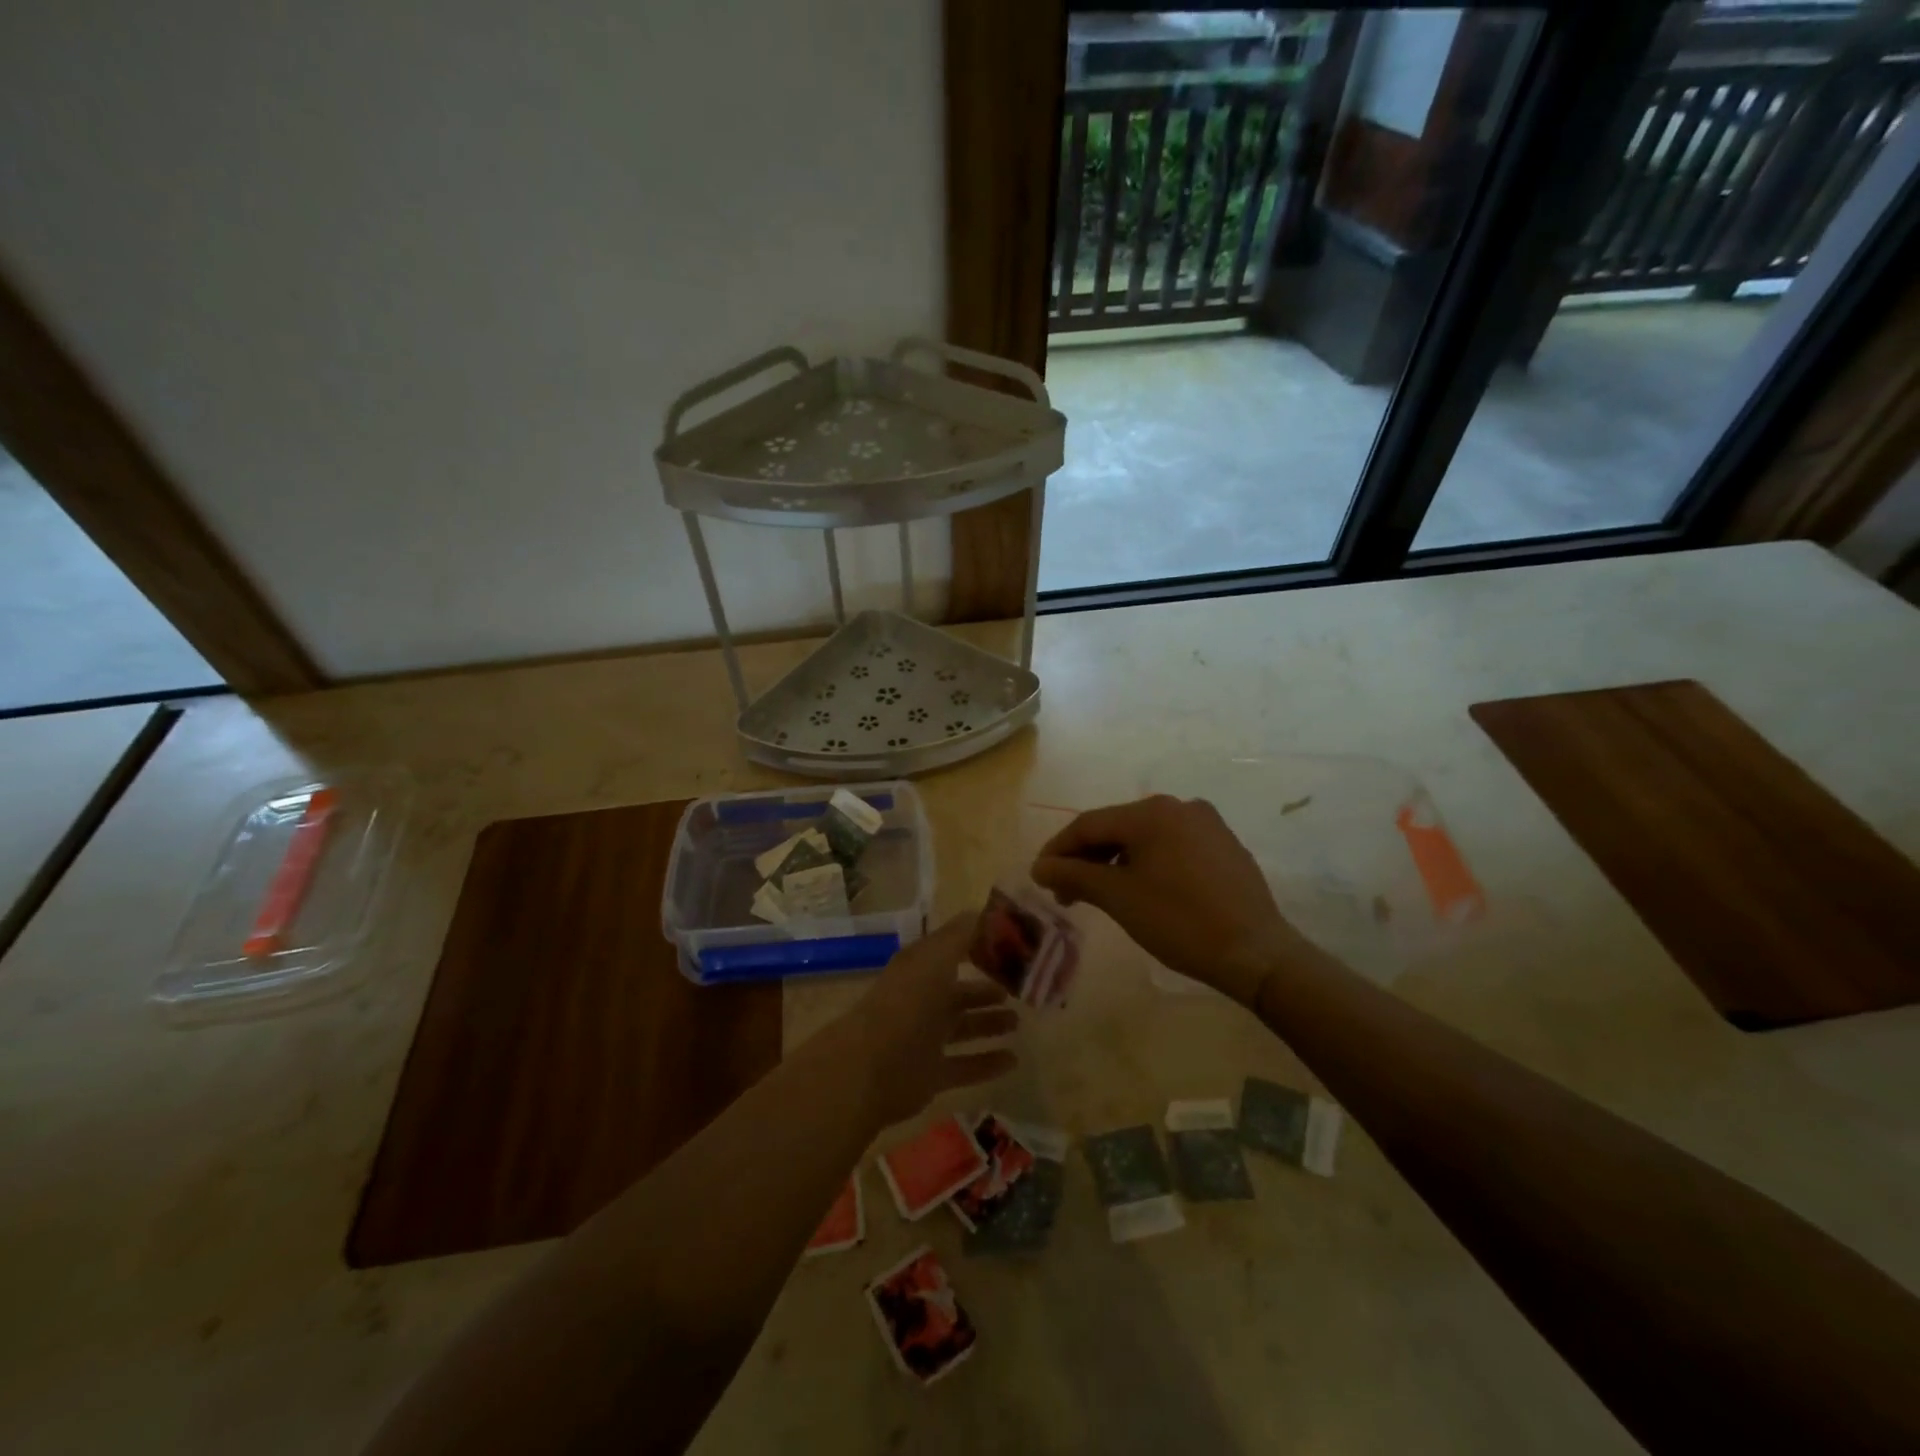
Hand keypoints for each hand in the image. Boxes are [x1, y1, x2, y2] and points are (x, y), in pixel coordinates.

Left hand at [843, 913, 1018, 1125]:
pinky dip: (987, 1062)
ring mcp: (924, 1039)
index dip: (976, 946)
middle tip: (1018, 988)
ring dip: (988, 1023)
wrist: (871, 1067)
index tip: (1010, 946)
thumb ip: (961, 935)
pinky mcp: (929, 1075)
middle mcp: (921, 1000)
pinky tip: (1013, 1060)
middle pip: (957, 992)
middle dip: (985, 990)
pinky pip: (965, 1066)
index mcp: (919, 969)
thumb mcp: (936, 958)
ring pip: (963, 1027)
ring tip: (1018, 1021)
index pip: (950, 951)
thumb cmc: (907, 1003)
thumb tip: (984, 912)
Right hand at [1031, 796, 1305, 1004]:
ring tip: (1100, 895)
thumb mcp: (1118, 898)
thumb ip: (1074, 876)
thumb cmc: (1180, 921)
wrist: (1257, 953)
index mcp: (1151, 812)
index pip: (1089, 824)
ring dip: (1116, 863)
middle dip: (1087, 859)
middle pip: (1117, 828)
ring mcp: (1207, 825)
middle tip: (1066, 893)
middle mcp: (1180, 807)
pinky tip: (1142, 891)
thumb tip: (1040, 867)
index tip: (1040, 877)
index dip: (1058, 850)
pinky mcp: (1224, 846)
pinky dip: (1147, 864)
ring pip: (1145, 838)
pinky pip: (1172, 847)